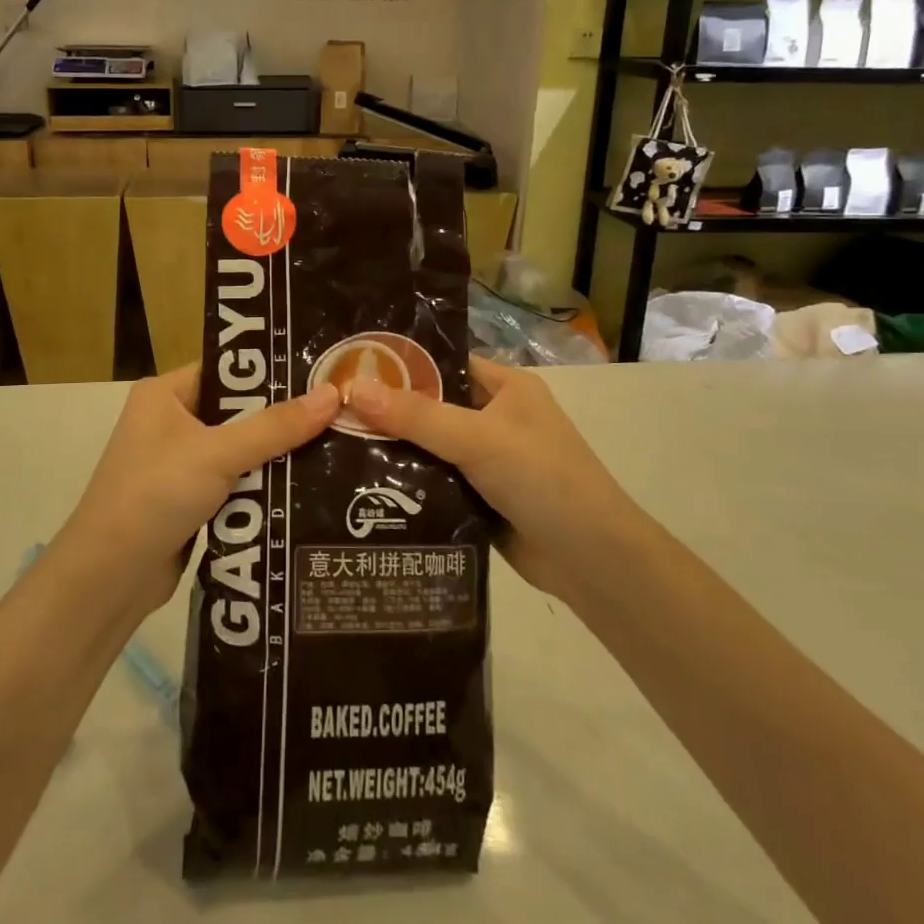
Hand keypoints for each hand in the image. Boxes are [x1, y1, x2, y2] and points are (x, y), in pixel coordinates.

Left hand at [57, 366, 340, 610]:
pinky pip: (234, 481)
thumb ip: (277, 426)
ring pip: (239, 449)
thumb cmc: (156, 495)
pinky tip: (303, 485)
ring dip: (275, 454)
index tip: (320, 373)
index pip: (227, 369)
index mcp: (165, 394)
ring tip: (333, 446)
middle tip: (337, 412)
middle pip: (237, 410)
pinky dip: (260, 485)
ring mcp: (177, 463)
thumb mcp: (219, 453)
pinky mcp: (187, 500)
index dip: (271, 371)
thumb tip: (333, 394)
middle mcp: (169, 421)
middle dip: (281, 417)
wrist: (109, 578)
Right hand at [348, 356, 631, 596]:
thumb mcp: (479, 438)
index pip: (444, 363)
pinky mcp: (478, 499)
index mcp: (506, 387)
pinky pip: (434, 482)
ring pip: (429, 447)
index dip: (401, 365)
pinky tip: (362, 486)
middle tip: (331, 411)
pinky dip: (406, 485)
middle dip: (388, 412)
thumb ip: (417, 416)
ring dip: (393, 451)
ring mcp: (487, 461)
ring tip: (333, 445)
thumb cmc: (543, 479)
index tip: (349, 369)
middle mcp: (495, 418)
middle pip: (431, 407)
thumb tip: (353, 390)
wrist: (592, 560)